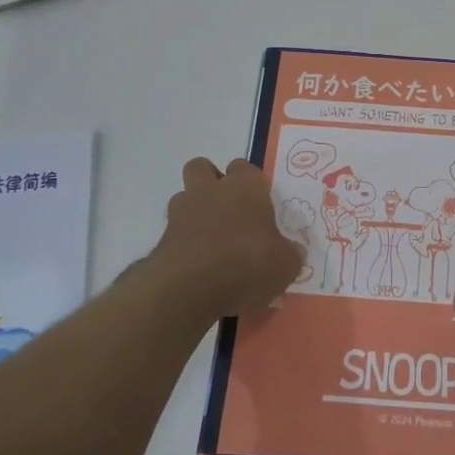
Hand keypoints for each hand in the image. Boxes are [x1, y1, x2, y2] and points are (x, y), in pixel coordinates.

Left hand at [149, 158, 303, 323]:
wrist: (190, 287)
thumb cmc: (247, 263)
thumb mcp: (285, 265)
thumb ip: (289, 254)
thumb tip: (293, 252)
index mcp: (246, 188)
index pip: (246, 168)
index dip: (251, 183)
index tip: (258, 203)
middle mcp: (212, 190)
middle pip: (203, 167)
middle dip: (211, 182)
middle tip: (227, 209)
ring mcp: (182, 212)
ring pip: (184, 196)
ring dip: (194, 211)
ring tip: (210, 239)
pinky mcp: (162, 238)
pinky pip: (174, 231)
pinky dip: (184, 242)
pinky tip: (198, 264)